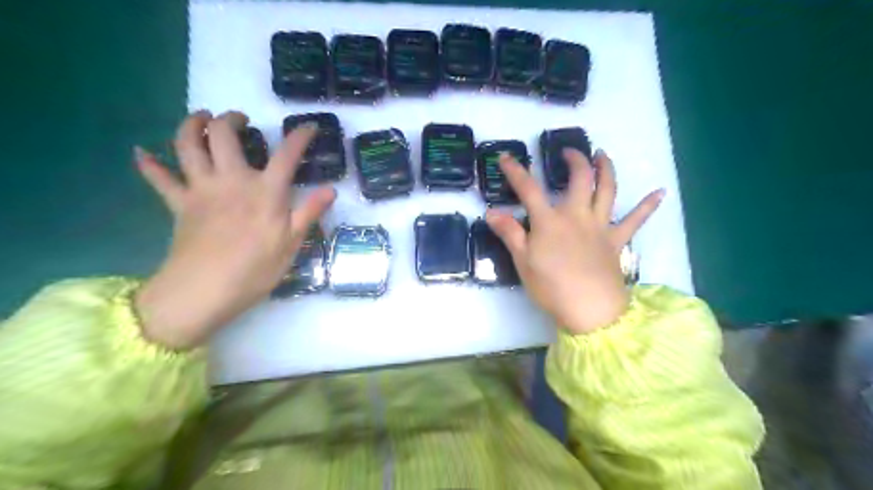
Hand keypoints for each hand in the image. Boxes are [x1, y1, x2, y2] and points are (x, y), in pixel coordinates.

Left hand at [134, 111, 334, 349]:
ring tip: (201, 118)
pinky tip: (142, 152)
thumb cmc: (255, 270)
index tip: (308, 126)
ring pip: (187, 145)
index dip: (300, 136)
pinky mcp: (179, 204)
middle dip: (231, 119)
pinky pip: (159, 179)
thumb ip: (309, 212)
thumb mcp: (292, 244)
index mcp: (266, 191)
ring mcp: (201, 189)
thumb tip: (331, 190)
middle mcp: (232, 180)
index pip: (287, 155)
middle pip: (224, 135)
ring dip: (191, 125)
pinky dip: (149, 164)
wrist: (204, 291)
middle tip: (240, 120)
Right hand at [488, 149, 665, 332]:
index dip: (516, 171)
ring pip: (608, 190)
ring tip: (603, 155)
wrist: (590, 310)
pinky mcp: (617, 241)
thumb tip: (491, 212)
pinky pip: (635, 220)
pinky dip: (648, 206)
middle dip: (574, 160)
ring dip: (606, 169)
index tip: (505, 157)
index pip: (529, 190)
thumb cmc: (551, 287)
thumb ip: (510, 234)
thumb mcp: (523, 262)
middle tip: (569, 151)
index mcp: (550, 221)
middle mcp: (577, 216)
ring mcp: (600, 226)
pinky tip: (660, 192)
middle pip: (579, 179)